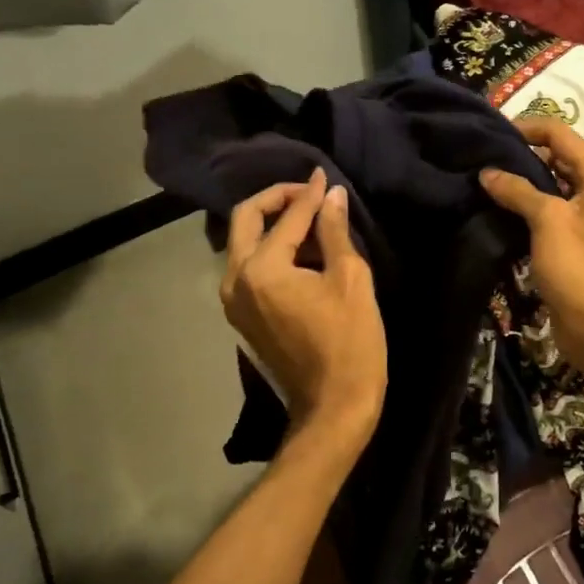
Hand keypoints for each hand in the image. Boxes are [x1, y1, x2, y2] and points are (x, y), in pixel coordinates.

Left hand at [221, 169, 385, 440]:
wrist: (333, 406)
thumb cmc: (350, 342)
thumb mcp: (350, 279)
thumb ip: (334, 231)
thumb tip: (331, 195)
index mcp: (261, 269)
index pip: (286, 217)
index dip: (310, 195)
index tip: (326, 176)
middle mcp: (235, 280)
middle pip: (245, 220)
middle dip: (276, 199)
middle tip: (310, 193)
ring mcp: (233, 301)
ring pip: (243, 243)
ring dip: (272, 225)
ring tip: (312, 221)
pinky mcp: (241, 316)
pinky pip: (248, 267)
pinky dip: (269, 250)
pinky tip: (302, 251)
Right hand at [479, 118, 583, 375]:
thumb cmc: (578, 268)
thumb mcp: (548, 221)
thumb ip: (518, 190)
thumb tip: (487, 172)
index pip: (560, 134)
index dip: (527, 128)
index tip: (491, 133)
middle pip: (556, 156)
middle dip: (521, 153)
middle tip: (482, 154)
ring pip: (549, 183)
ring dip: (521, 179)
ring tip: (484, 176)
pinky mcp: (573, 238)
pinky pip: (547, 209)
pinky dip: (525, 204)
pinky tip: (497, 205)